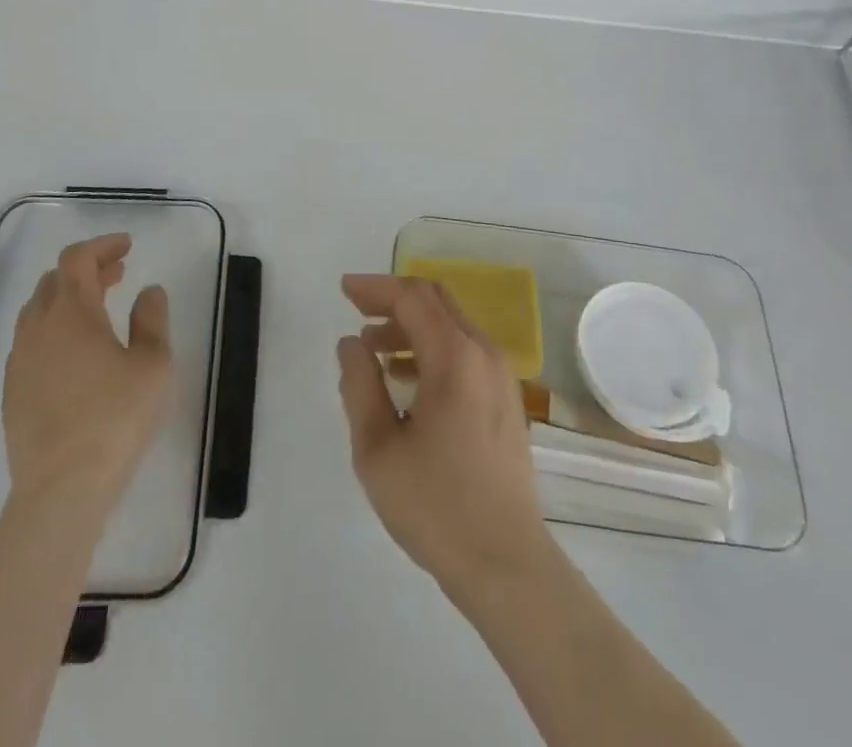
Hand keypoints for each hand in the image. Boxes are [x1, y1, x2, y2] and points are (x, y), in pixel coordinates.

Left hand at [2, 233, 171, 511]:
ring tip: (98, 308)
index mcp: (72, 313)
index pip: (77, 259)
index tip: (127, 246)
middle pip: (54, 280)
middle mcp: (38, 328)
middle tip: (118, 274)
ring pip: (37, 310)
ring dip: (67, 297)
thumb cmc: (115, 419)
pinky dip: (53, 328)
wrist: (61, 490)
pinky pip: (30, 341)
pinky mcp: (12, 392)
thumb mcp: (153, 364)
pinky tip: (75, 351)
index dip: (101, 246)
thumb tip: (148, 291)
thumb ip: (152, 319)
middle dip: (87, 269)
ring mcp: (20, 362)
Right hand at [337, 275, 554, 595]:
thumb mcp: (378, 448)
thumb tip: (352, 343)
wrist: (506, 564)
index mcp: (454, 357)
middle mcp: (483, 353)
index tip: (344, 290)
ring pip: (452, 324)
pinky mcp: (507, 399)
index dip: (375, 288)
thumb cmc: (435, 505)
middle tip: (357, 310)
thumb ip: (360, 385)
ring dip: (412, 324)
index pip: (412, 297)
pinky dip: (433, 346)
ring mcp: (501, 376)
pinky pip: (466, 350)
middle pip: (436, 300)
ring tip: (374, 349)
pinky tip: (407, 377)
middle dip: (394, 298)